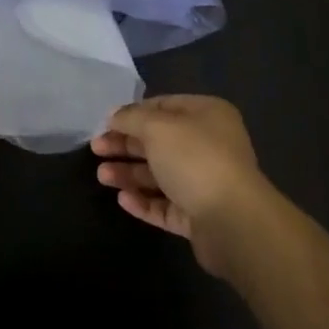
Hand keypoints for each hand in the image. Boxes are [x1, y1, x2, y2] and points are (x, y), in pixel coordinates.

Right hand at [91, 95, 273, 276]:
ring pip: (160, 174)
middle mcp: (209, 145)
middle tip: (96, 150)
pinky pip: (166, 204)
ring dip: (130, 173)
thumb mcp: (157, 127)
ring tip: (102, 177)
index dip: (133, 113)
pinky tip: (122, 199)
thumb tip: (115, 115)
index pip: (163, 106)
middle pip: (159, 141)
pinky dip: (144, 201)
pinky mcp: (199, 216)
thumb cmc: (195, 159)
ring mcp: (205, 182)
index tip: (105, 123)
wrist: (233, 221)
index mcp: (207, 115)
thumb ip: (132, 118)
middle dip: (126, 144)